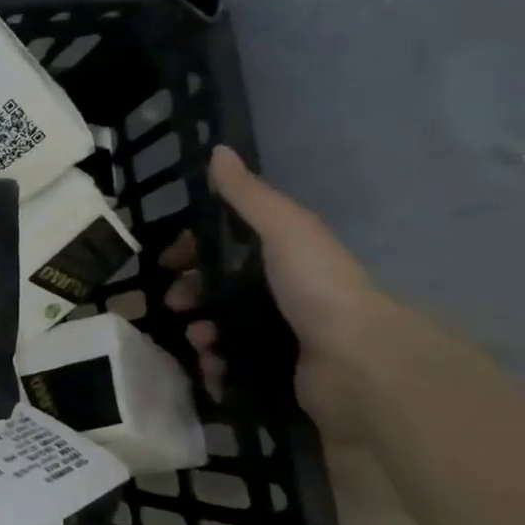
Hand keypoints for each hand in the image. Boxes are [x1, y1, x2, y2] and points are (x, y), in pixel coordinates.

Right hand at [162, 147, 393, 437]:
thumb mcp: (283, 229)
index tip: (167, 262)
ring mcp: (280, 337)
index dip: (193, 250)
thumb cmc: (317, 287)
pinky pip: (231, 370)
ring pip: (220, 331)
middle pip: (218, 291)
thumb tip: (217, 150)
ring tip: (202, 342)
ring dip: (201, 334)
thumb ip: (248, 195)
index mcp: (284, 259)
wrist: (357, 361)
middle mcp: (282, 296)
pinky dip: (215, 370)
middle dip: (190, 296)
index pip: (227, 248)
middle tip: (177, 306)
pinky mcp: (276, 374)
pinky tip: (214, 369)